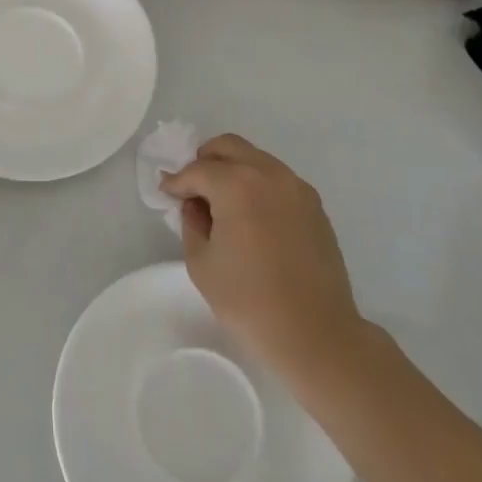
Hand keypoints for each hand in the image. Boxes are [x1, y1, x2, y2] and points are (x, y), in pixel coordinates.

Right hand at [161, 134, 366, 392]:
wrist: (315, 334)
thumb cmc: (248, 300)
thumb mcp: (201, 262)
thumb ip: (192, 221)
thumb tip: (195, 204)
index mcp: (238, 185)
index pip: (197, 170)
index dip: (177, 182)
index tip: (166, 194)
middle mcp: (270, 175)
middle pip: (229, 147)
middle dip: (205, 161)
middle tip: (192, 188)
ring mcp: (297, 189)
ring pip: (256, 159)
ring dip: (233, 170)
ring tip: (221, 203)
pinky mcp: (315, 207)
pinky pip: (277, 180)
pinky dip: (257, 185)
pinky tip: (250, 216)